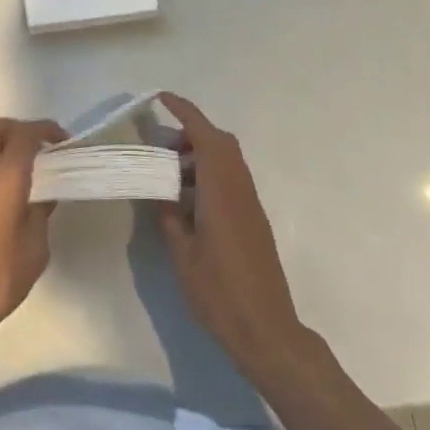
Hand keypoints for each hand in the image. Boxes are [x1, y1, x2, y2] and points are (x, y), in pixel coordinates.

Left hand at [0, 118, 64, 344]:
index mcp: (4, 179)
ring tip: (20, 156)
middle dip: (17, 127)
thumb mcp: (36, 247)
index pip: (23, 136)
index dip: (44, 131)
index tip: (63, 140)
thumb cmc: (1, 275)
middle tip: (39, 145)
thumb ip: (41, 212)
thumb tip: (44, 195)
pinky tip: (6, 180)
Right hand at [154, 93, 306, 379]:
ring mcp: (250, 205)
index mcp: (220, 191)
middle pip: (220, 143)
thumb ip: (169, 217)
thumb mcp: (182, 255)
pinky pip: (230, 180)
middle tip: (161, 146)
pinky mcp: (253, 221)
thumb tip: (162, 194)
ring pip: (226, 161)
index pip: (204, 137)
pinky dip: (208, 175)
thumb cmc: (220, 293)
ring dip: (199, 156)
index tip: (162, 98)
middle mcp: (239, 190)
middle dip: (191, 132)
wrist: (267, 332)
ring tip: (169, 175)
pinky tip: (187, 201)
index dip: (185, 112)